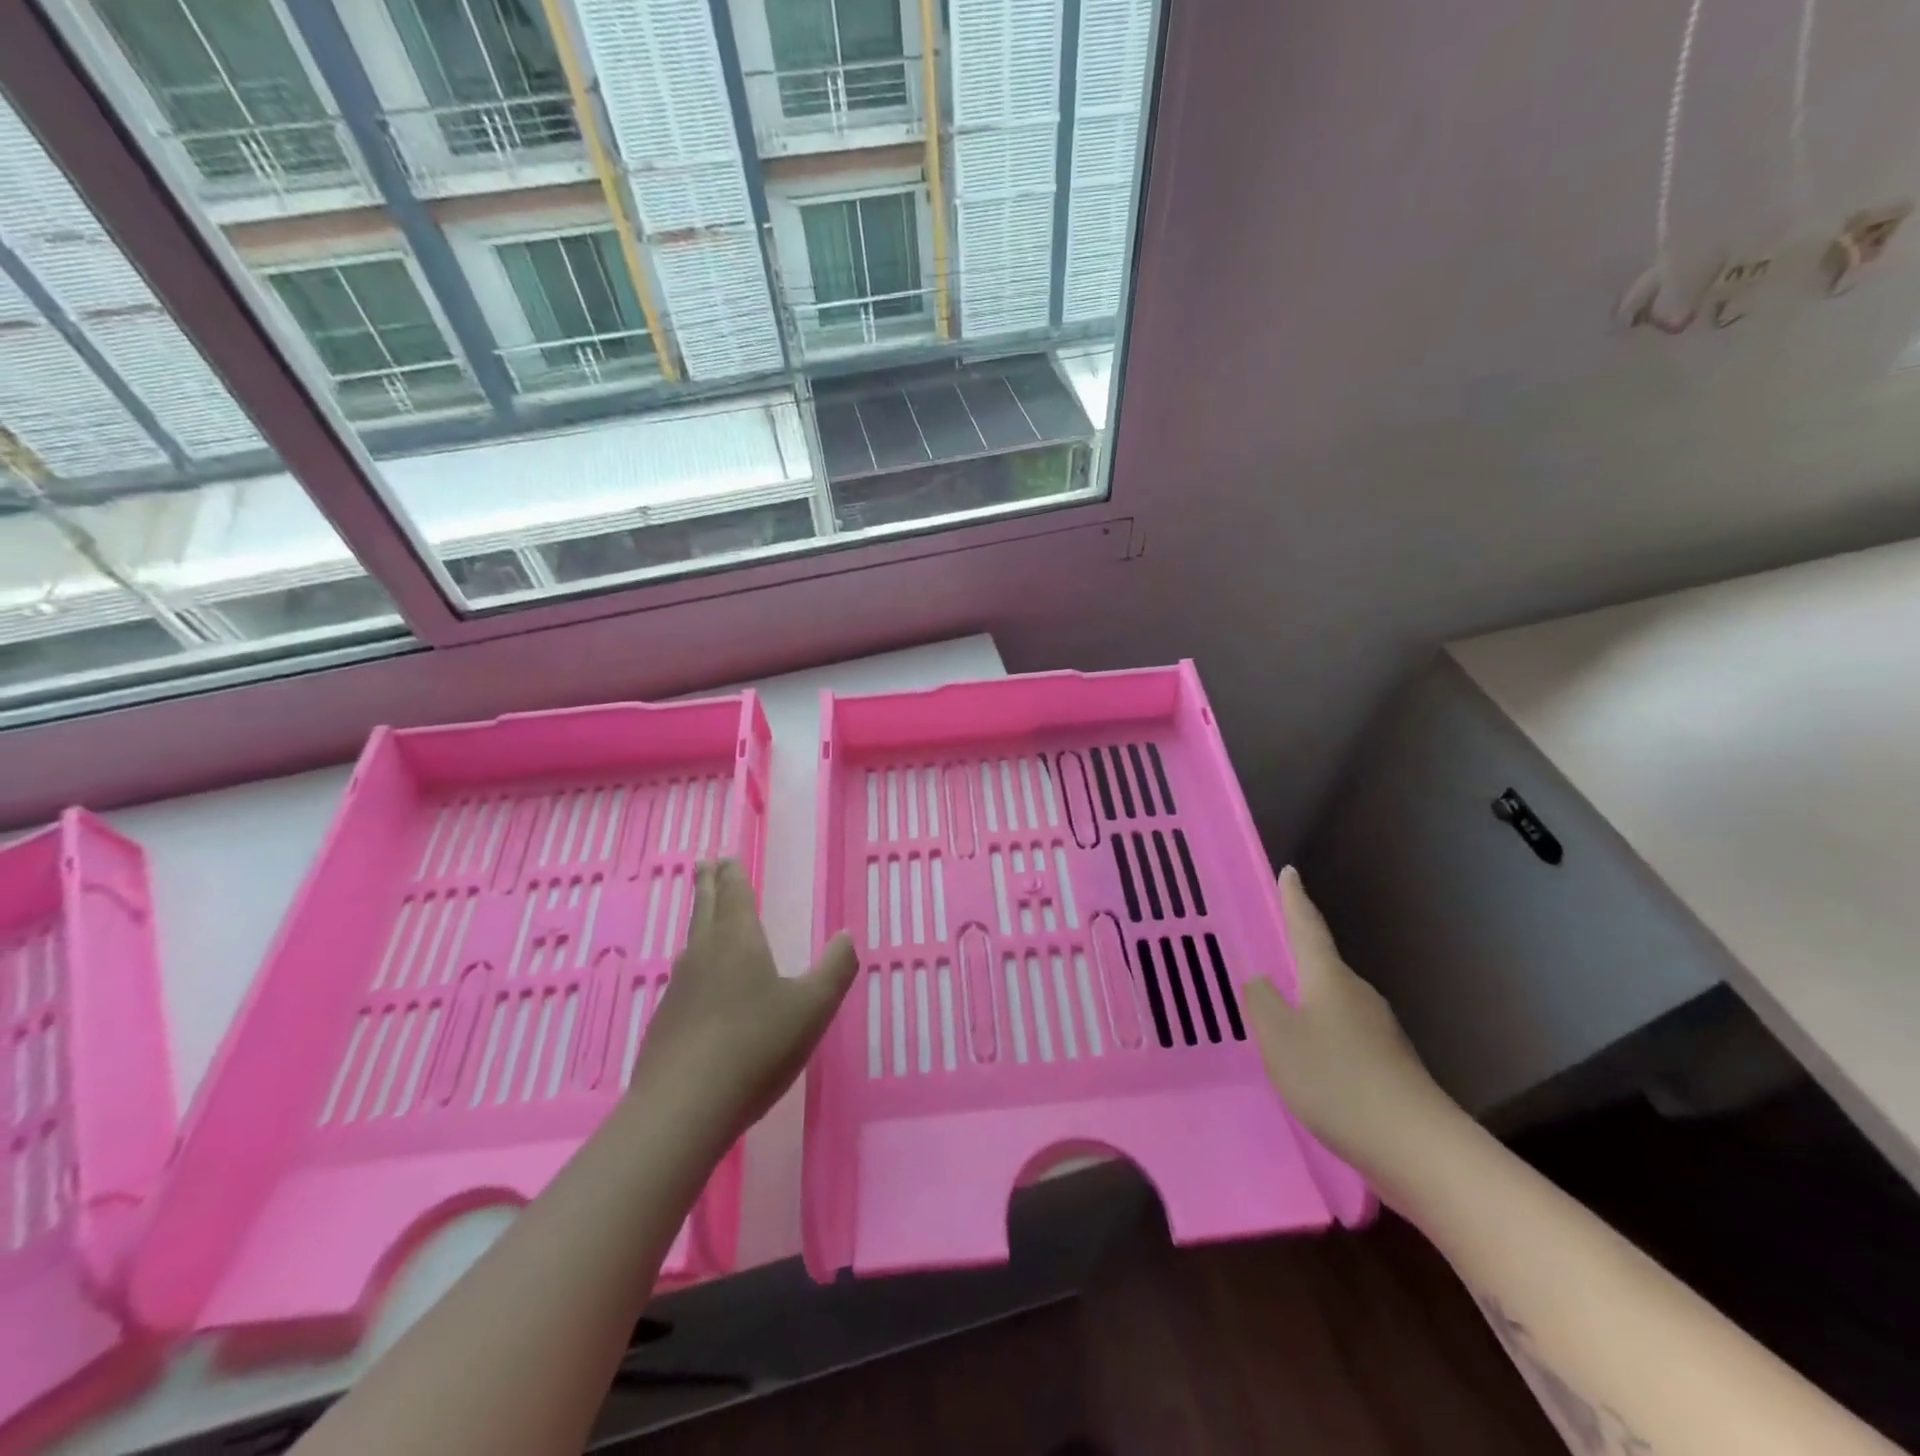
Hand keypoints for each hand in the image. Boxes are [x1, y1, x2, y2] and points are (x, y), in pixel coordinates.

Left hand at [633, 860, 856, 1147]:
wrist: (683, 1108)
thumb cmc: (756, 1046)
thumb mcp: (812, 1008)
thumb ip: (835, 969)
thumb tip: (847, 935)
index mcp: (737, 940)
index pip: (733, 894)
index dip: (731, 874)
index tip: (724, 856)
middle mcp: (703, 955)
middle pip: (703, 909)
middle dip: (707, 884)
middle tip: (704, 862)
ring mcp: (678, 989)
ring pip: (690, 942)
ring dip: (698, 920)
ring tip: (703, 915)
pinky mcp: (665, 1023)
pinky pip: (683, 978)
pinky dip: (693, 963)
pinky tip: (697, 984)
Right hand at [1244, 866, 1460, 1191]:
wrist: (1419, 1150)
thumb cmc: (1338, 1082)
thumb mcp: (1280, 1039)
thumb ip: (1262, 1003)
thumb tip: (1259, 979)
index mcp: (1329, 979)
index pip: (1307, 926)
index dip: (1294, 899)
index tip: (1289, 871)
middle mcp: (1357, 994)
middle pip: (1321, 964)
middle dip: (1296, 955)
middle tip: (1267, 949)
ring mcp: (1378, 1030)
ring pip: (1332, 1001)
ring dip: (1307, 999)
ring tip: (1278, 1011)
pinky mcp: (1388, 1063)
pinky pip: (1343, 1032)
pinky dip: (1321, 1032)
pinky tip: (1309, 1057)